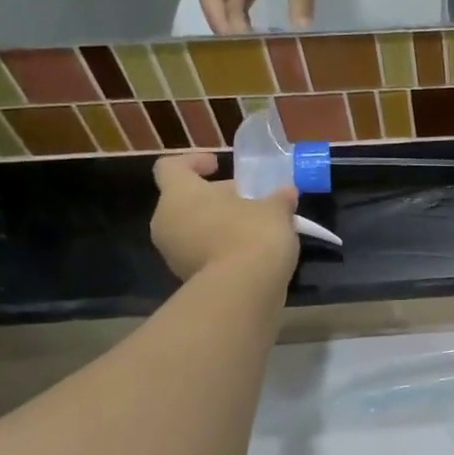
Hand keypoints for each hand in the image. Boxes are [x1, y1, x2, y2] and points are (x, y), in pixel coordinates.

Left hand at [152, 153, 299, 283]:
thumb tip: (287, 193)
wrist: (243, 292)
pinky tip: (251, 253)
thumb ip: (278, 199)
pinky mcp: (187, 279)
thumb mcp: (274, 210)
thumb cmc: (252, 235)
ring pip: (194, 229)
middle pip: (186, 200)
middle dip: (216, 198)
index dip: (193, 162)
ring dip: (220, 225)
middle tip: (250, 201)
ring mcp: (173, 254)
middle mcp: (167, 221)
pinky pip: (202, 254)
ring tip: (255, 228)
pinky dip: (221, 250)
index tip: (218, 166)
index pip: (170, 167)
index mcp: (180, 194)